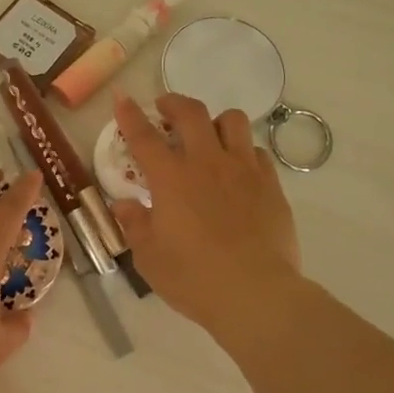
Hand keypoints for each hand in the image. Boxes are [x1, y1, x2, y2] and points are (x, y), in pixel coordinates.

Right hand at [112, 91, 303, 333]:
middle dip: (173, 103)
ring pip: (232, 121)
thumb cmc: (193, 278)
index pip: (144, 136)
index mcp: (171, 179)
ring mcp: (243, 170)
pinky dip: (242, 151)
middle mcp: (206, 163)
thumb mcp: (149, 257)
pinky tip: (237, 170)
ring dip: (214, 121)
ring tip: (208, 135)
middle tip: (165, 109)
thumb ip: (135, 224)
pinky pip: (256, 151)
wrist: (255, 293)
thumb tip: (125, 204)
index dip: (130, 115)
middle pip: (191, 113)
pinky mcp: (271, 185)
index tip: (122, 98)